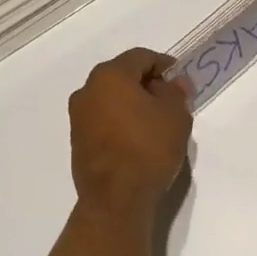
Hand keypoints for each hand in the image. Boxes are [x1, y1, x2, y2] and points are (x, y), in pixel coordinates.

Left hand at [68, 48, 192, 219]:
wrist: (116, 198)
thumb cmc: (148, 148)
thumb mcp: (175, 116)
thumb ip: (176, 92)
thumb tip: (175, 82)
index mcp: (110, 75)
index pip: (140, 57)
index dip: (163, 64)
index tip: (180, 79)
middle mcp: (87, 90)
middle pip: (122, 75)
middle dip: (146, 83)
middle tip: (170, 100)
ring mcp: (78, 116)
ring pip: (110, 98)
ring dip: (132, 103)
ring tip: (156, 122)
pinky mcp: (77, 140)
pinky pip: (102, 119)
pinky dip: (120, 121)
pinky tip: (137, 138)